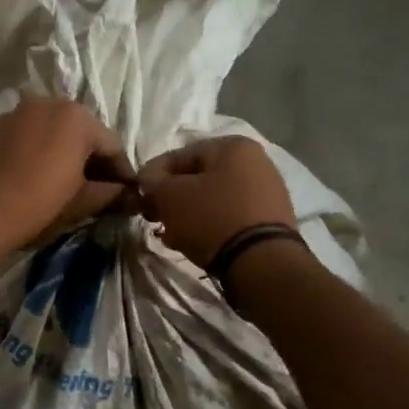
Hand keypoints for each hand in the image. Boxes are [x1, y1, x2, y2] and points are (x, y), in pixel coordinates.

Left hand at [0, 98, 134, 264]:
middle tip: (101, 191)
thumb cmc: (36, 205)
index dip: (122, 173)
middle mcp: (49, 103)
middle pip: (82, 133)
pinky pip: (30, 137)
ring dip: (66, 155)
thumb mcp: (80, 202)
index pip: (112, 145)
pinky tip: (39, 178)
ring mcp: (18, 113)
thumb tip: (127, 194)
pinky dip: (41, 153)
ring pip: (54, 133)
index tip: (128, 195)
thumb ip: (109, 193)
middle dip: (93, 160)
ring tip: (70, 186)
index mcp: (77, 117)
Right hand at [138, 136, 296, 269]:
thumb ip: (153, 181)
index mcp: (232, 146)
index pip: (178, 155)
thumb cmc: (211, 218)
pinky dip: (208, 225)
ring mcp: (266, 191)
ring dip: (187, 214)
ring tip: (170, 234)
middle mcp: (254, 161)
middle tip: (153, 218)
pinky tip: (192, 242)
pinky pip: (228, 215)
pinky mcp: (270, 219)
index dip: (152, 176)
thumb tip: (148, 179)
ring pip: (211, 198)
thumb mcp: (170, 196)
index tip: (138, 197)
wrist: (260, 261)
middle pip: (197, 178)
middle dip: (170, 198)